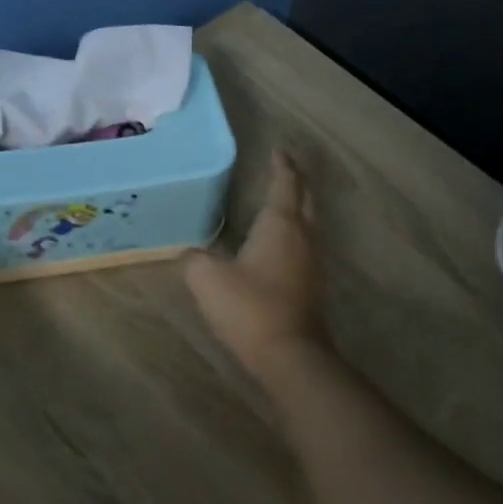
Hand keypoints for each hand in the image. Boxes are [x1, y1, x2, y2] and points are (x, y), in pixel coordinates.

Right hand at [184, 150, 328, 380]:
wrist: (288, 355)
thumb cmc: (249, 307)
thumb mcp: (207, 278)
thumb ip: (195, 257)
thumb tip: (192, 252)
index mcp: (280, 224)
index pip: (285, 184)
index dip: (281, 165)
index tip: (279, 148)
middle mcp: (302, 236)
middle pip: (305, 199)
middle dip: (296, 180)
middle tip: (285, 167)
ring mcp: (311, 261)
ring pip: (309, 222)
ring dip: (298, 206)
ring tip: (282, 197)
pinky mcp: (310, 284)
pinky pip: (304, 244)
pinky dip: (294, 231)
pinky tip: (279, 240)